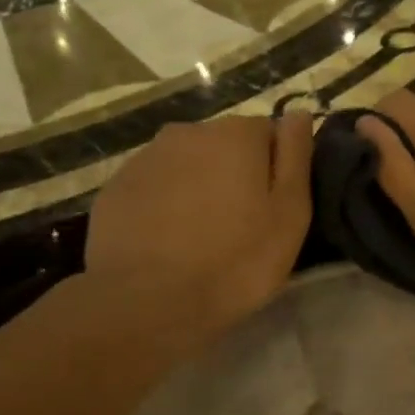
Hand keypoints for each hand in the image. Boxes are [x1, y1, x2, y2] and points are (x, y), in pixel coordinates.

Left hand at [85, 113, 313, 341]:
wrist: (146, 302)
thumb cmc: (235, 260)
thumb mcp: (290, 214)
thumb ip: (296, 156)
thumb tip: (299, 113)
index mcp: (236, 134)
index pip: (268, 132)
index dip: (275, 169)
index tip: (273, 208)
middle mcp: (188, 132)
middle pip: (224, 146)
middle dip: (234, 174)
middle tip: (239, 226)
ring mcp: (145, 158)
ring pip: (187, 165)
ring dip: (198, 188)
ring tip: (200, 236)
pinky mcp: (116, 188)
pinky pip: (154, 188)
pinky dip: (164, 205)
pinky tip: (167, 241)